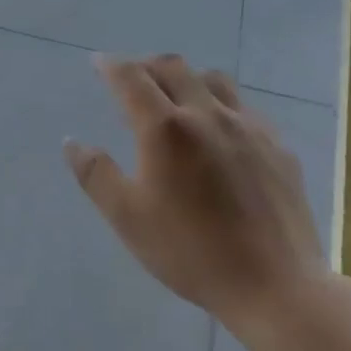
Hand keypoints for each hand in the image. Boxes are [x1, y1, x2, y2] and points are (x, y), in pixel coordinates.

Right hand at [65, 55, 327, 339]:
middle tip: (132, 79)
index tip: (98, 62)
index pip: (131, 77)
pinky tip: (221, 133)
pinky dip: (221, 105)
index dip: (110, 65)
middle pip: (172, 67)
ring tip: (177, 99)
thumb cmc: (192, 252)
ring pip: (213, 79)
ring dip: (187, 79)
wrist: (278, 288)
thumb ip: (96, 175)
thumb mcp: (128, 219)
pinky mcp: (277, 146)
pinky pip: (244, 108)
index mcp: (165, 127)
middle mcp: (206, 113)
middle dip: (146, 65)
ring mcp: (247, 127)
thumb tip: (72, 142)